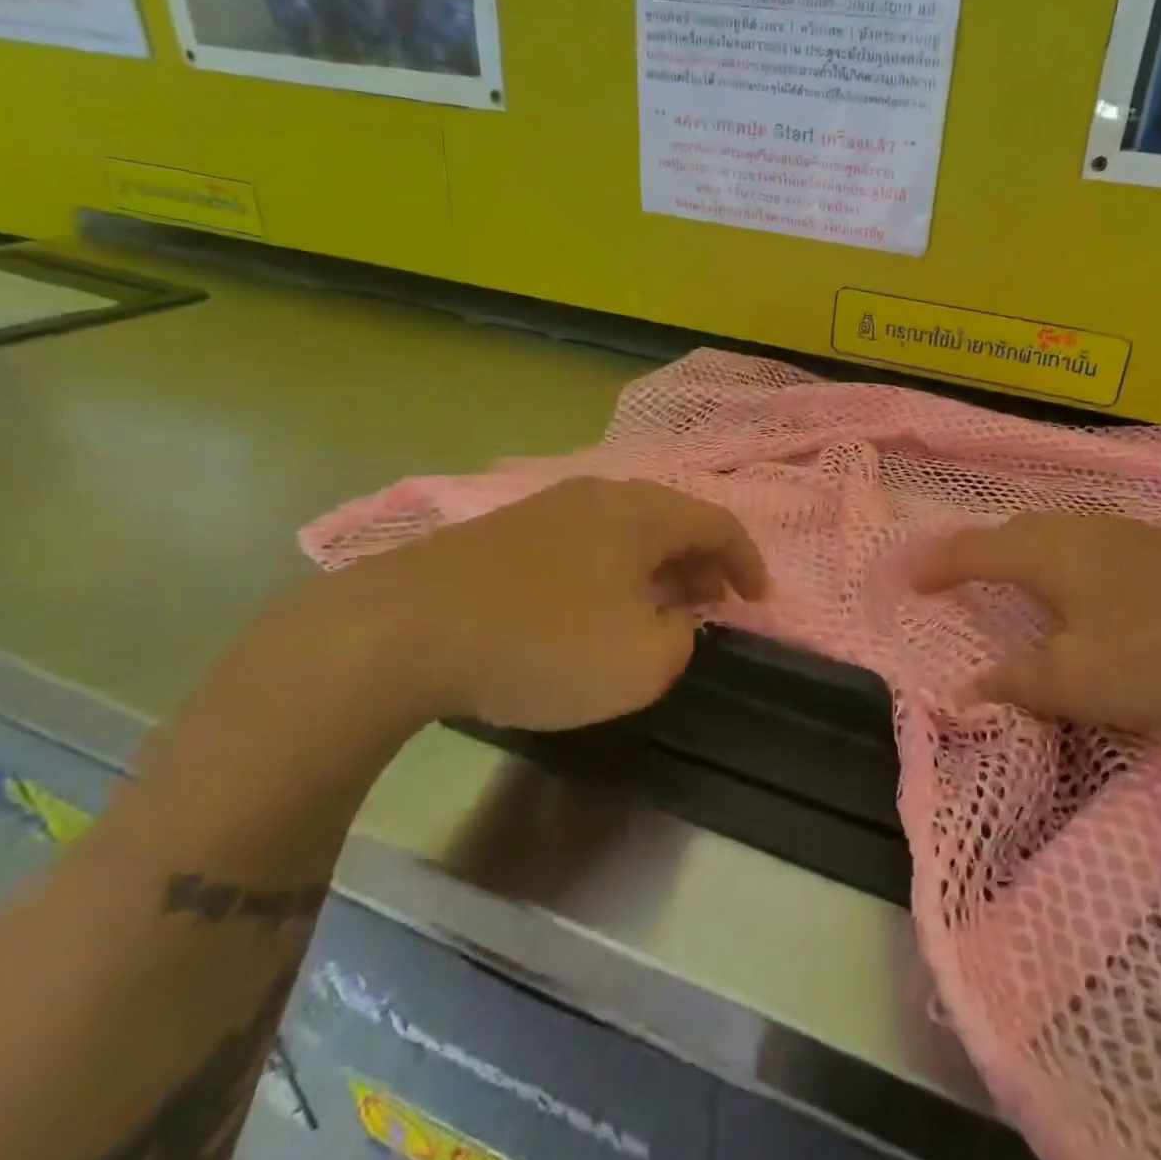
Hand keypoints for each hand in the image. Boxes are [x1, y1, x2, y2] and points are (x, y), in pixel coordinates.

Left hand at [260, 477, 767, 733]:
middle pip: (671, 517)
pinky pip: (583, 540)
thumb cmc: (543, 643)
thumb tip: (673, 620)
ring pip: (624, 527)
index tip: (758, 599)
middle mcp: (600, 495)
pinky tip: (593, 602)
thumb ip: (678, 640)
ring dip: (655, 563)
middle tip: (713, 601)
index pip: (717, 524)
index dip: (746, 561)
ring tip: (658, 603)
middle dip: (702, 560)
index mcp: (642, 515)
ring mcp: (546, 508)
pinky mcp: (503, 531)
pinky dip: (610, 567)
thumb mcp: (640, 663)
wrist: (403, 631)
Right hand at [911, 512, 1160, 730]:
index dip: (935, 565)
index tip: (907, 576)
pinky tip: (1082, 585)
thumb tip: (964, 691)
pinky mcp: (1159, 545)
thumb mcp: (1080, 679)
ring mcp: (1121, 532)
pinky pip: (1084, 544)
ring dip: (1019, 552)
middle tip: (955, 573)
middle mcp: (1076, 530)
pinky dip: (1059, 560)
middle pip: (1010, 533)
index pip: (972, 551)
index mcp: (1045, 554)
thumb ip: (1018, 683)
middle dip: (975, 551)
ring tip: (1011, 576)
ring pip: (1051, 534)